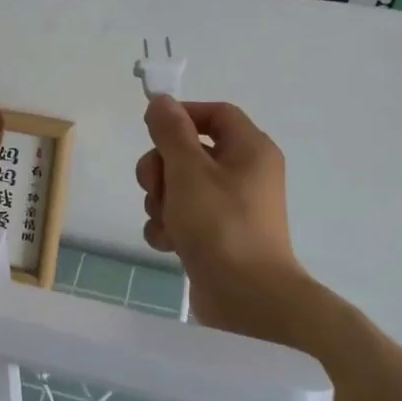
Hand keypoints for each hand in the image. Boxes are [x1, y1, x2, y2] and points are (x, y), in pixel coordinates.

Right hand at [135, 97, 304, 331]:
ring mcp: (230, 207)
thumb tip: (162, 102)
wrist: (248, 298)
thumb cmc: (220, 224)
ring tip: (166, 221)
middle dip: (162, 167)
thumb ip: (171, 132)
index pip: (215, 113)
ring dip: (161, 201)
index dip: (182, 116)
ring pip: (180, 186)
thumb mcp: (189, 170)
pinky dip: (170, 226)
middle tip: (154, 186)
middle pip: (190, 150)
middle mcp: (244, 174)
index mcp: (249, 149)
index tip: (152, 130)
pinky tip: (168, 243)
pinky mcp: (217, 236)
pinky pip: (184, 217)